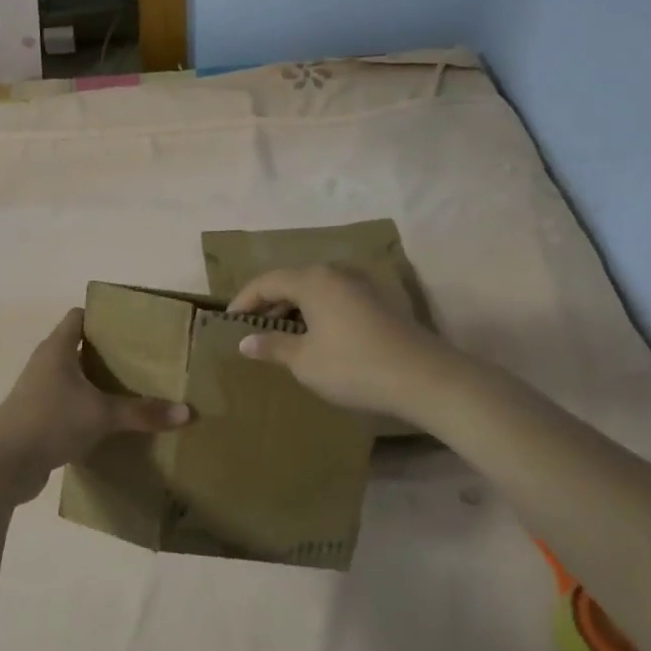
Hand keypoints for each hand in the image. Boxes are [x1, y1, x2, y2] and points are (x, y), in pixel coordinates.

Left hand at [0, 308, 191, 505]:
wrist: (3, 465)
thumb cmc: (49, 422)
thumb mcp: (101, 415)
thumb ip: (142, 413)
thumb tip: (187, 412)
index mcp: (57, 349)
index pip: (79, 316)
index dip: (103, 316)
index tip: (133, 325)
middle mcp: (45, 364)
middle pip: (78, 347)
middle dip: (108, 352)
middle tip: (143, 359)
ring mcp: (38, 391)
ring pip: (73, 377)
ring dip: (97, 382)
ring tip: (132, 389)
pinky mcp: (37, 417)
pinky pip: (67, 403)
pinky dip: (86, 407)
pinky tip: (110, 421)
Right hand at [228, 264, 448, 418]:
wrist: (422, 378)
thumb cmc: (352, 366)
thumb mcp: (304, 360)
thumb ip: (272, 346)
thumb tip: (245, 341)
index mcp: (312, 280)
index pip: (266, 282)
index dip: (243, 301)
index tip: (228, 323)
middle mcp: (335, 273)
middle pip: (291, 282)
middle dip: (268, 304)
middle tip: (251, 330)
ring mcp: (360, 286)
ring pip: (315, 291)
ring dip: (293, 310)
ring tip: (279, 336)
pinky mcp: (378, 303)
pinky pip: (334, 300)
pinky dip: (316, 315)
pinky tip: (314, 339)